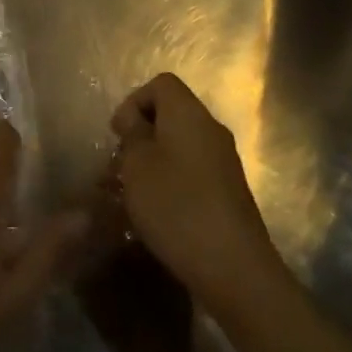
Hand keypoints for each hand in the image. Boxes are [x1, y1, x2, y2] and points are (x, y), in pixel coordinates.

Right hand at [112, 74, 286, 319]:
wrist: (233, 267)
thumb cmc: (176, 206)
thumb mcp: (137, 165)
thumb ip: (132, 134)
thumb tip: (135, 121)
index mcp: (188, 113)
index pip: (161, 84)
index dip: (133, 102)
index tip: (118, 135)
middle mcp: (210, 129)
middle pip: (171, 114)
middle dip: (141, 135)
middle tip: (119, 166)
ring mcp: (224, 162)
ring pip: (180, 145)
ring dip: (153, 162)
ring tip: (131, 193)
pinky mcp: (229, 192)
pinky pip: (193, 171)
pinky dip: (171, 181)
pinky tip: (156, 213)